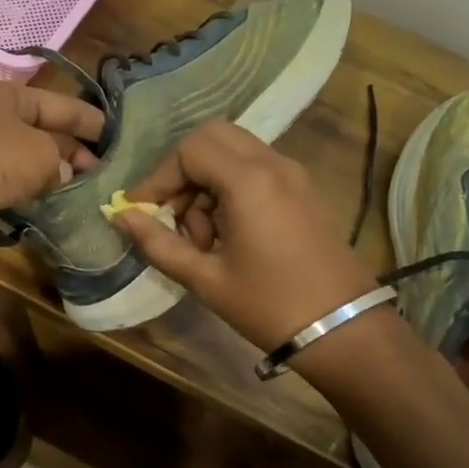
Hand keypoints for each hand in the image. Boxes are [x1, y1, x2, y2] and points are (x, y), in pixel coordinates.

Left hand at [0, 82, 105, 248]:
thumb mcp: (39, 154)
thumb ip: (61, 161)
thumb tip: (63, 173)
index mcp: (10, 97)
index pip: (62, 104)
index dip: (92, 121)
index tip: (119, 138)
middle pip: (43, 133)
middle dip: (74, 153)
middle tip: (105, 176)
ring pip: (24, 162)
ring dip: (50, 177)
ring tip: (84, 196)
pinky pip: (5, 187)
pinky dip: (26, 196)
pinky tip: (47, 210)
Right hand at [111, 121, 380, 351]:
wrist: (346, 330)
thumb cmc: (270, 306)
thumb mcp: (206, 279)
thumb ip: (158, 243)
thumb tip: (121, 218)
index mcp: (249, 181)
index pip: (188, 150)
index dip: (158, 177)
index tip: (141, 211)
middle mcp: (273, 164)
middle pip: (212, 137)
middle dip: (181, 169)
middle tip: (171, 212)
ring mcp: (293, 174)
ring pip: (233, 151)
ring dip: (205, 180)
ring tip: (201, 234)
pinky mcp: (303, 189)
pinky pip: (255, 168)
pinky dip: (229, 186)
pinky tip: (226, 232)